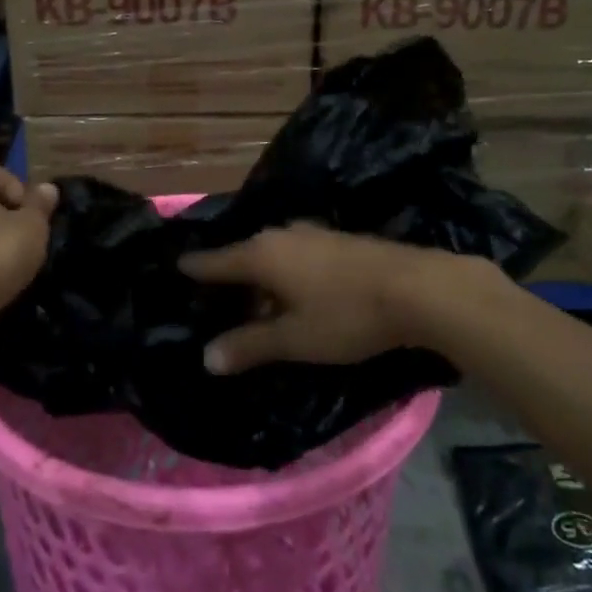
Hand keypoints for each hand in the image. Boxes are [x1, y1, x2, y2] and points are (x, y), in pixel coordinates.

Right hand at [180, 224, 466, 374]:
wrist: (417, 288)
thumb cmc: (346, 315)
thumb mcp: (294, 339)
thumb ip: (249, 346)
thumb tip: (207, 357)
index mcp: (261, 254)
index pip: (214, 261)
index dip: (193, 269)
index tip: (174, 270)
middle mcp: (280, 234)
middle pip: (243, 255)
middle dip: (228, 277)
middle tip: (213, 301)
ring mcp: (311, 233)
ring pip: (272, 254)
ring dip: (260, 277)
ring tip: (253, 302)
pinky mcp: (336, 240)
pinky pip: (295, 254)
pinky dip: (285, 272)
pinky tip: (295, 292)